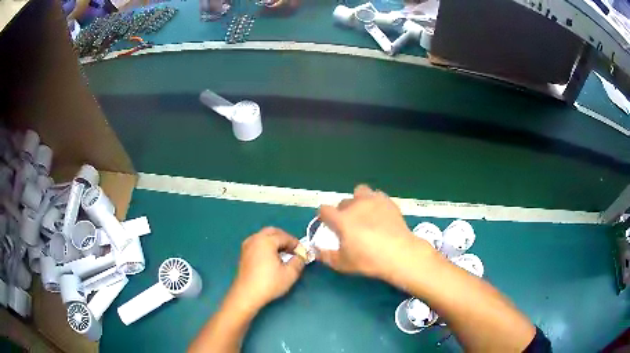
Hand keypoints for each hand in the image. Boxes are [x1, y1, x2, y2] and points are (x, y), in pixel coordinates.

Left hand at [231, 227, 304, 311]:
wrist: (247, 294)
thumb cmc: (269, 283)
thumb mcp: (290, 274)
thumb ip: (299, 261)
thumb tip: (301, 255)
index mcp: (266, 241)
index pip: (285, 237)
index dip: (296, 244)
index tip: (303, 252)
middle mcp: (255, 239)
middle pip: (272, 232)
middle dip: (285, 238)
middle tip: (293, 250)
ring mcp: (247, 245)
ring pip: (264, 236)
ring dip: (275, 241)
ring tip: (284, 254)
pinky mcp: (244, 253)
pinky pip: (257, 242)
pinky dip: (266, 245)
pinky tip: (271, 257)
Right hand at [317, 185, 434, 281]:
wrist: (399, 253)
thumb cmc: (368, 260)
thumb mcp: (343, 264)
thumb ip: (327, 256)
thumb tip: (315, 252)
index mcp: (341, 219)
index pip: (324, 209)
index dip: (324, 216)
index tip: (328, 224)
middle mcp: (355, 205)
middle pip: (342, 202)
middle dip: (342, 211)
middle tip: (349, 225)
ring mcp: (373, 201)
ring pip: (360, 191)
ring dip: (358, 200)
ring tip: (364, 212)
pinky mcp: (388, 201)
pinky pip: (377, 195)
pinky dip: (375, 201)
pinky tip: (380, 213)